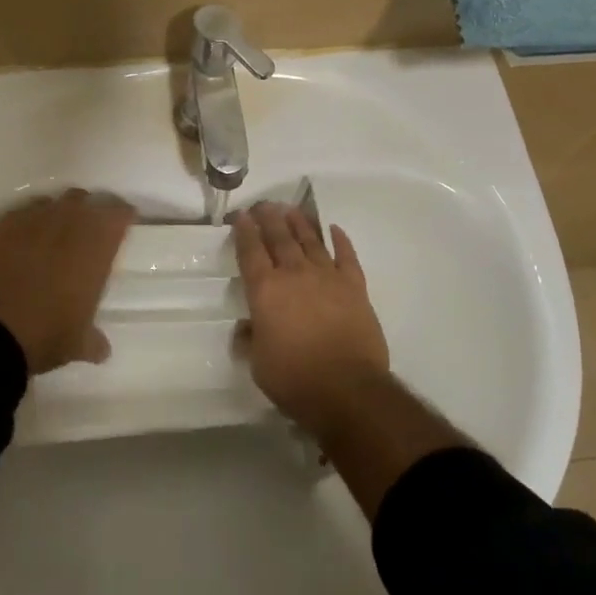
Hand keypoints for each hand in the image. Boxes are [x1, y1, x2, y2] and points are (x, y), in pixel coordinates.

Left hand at [0, 189, 134, 373]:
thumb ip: (93, 341)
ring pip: (53, 201)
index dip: (123, 216)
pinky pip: (23, 212)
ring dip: (59, 212)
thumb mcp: (77, 343)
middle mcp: (68, 223)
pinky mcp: (2, 227)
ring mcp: (33, 220)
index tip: (124, 224)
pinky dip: (28, 220)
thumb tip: (102, 350)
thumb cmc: (46, 333)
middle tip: (89, 230)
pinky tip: (25, 237)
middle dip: (89, 210)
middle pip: (85, 200)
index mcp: (96, 245)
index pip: (118, 213)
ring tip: (56, 232)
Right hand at [232, 202, 388, 435]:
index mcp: (266, 291)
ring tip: (291, 209)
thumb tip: (247, 327)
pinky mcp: (355, 287)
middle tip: (263, 204)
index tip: (240, 216)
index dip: (244, 232)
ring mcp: (327, 277)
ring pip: (311, 241)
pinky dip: (340, 240)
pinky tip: (334, 229)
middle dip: (269, 218)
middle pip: (279, 238)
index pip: (251, 252)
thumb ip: (251, 339)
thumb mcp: (258, 364)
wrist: (347, 389)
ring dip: (300, 222)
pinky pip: (346, 256)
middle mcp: (294, 275)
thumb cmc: (295, 379)